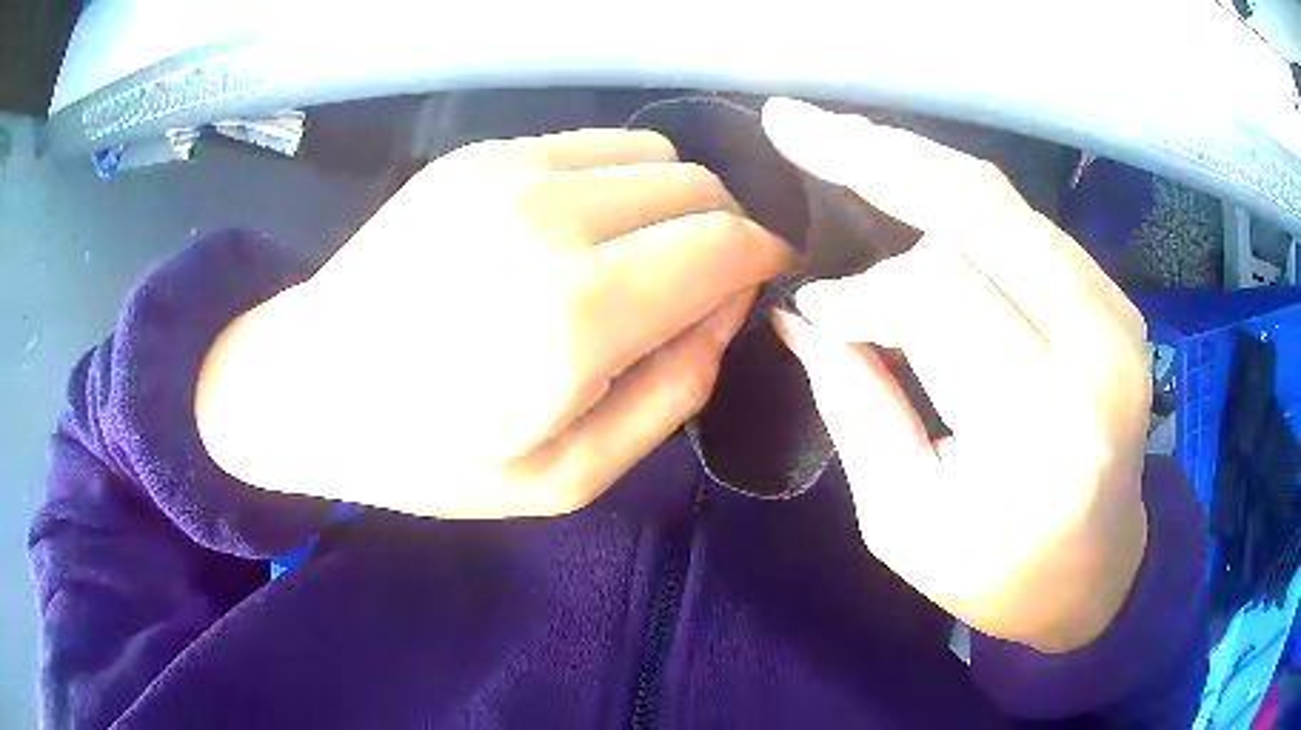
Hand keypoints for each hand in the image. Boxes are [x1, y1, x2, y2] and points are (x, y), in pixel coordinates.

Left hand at [197, 129, 792, 517]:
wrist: (306, 384)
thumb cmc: (427, 453)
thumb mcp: (565, 477)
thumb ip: (670, 393)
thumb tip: (725, 311)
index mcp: (571, 315)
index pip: (724, 244)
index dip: (764, 258)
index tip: (763, 284)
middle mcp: (546, 218)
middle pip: (698, 186)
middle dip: (727, 230)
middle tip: (703, 284)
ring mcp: (505, 172)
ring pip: (654, 154)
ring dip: (675, 201)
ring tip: (642, 256)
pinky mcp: (476, 155)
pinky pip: (592, 145)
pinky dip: (620, 181)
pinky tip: (585, 228)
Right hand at [762, 99, 1149, 652]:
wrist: (1097, 572)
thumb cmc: (1001, 574)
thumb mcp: (906, 524)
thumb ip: (854, 411)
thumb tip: (800, 315)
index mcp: (1047, 431)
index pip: (941, 299)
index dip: (861, 292)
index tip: (810, 309)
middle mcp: (1099, 352)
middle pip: (978, 211)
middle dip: (876, 159)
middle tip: (795, 125)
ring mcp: (1118, 314)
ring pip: (1002, 201)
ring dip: (913, 163)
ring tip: (838, 140)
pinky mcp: (1116, 299)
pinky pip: (1026, 222)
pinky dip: (957, 195)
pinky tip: (907, 185)